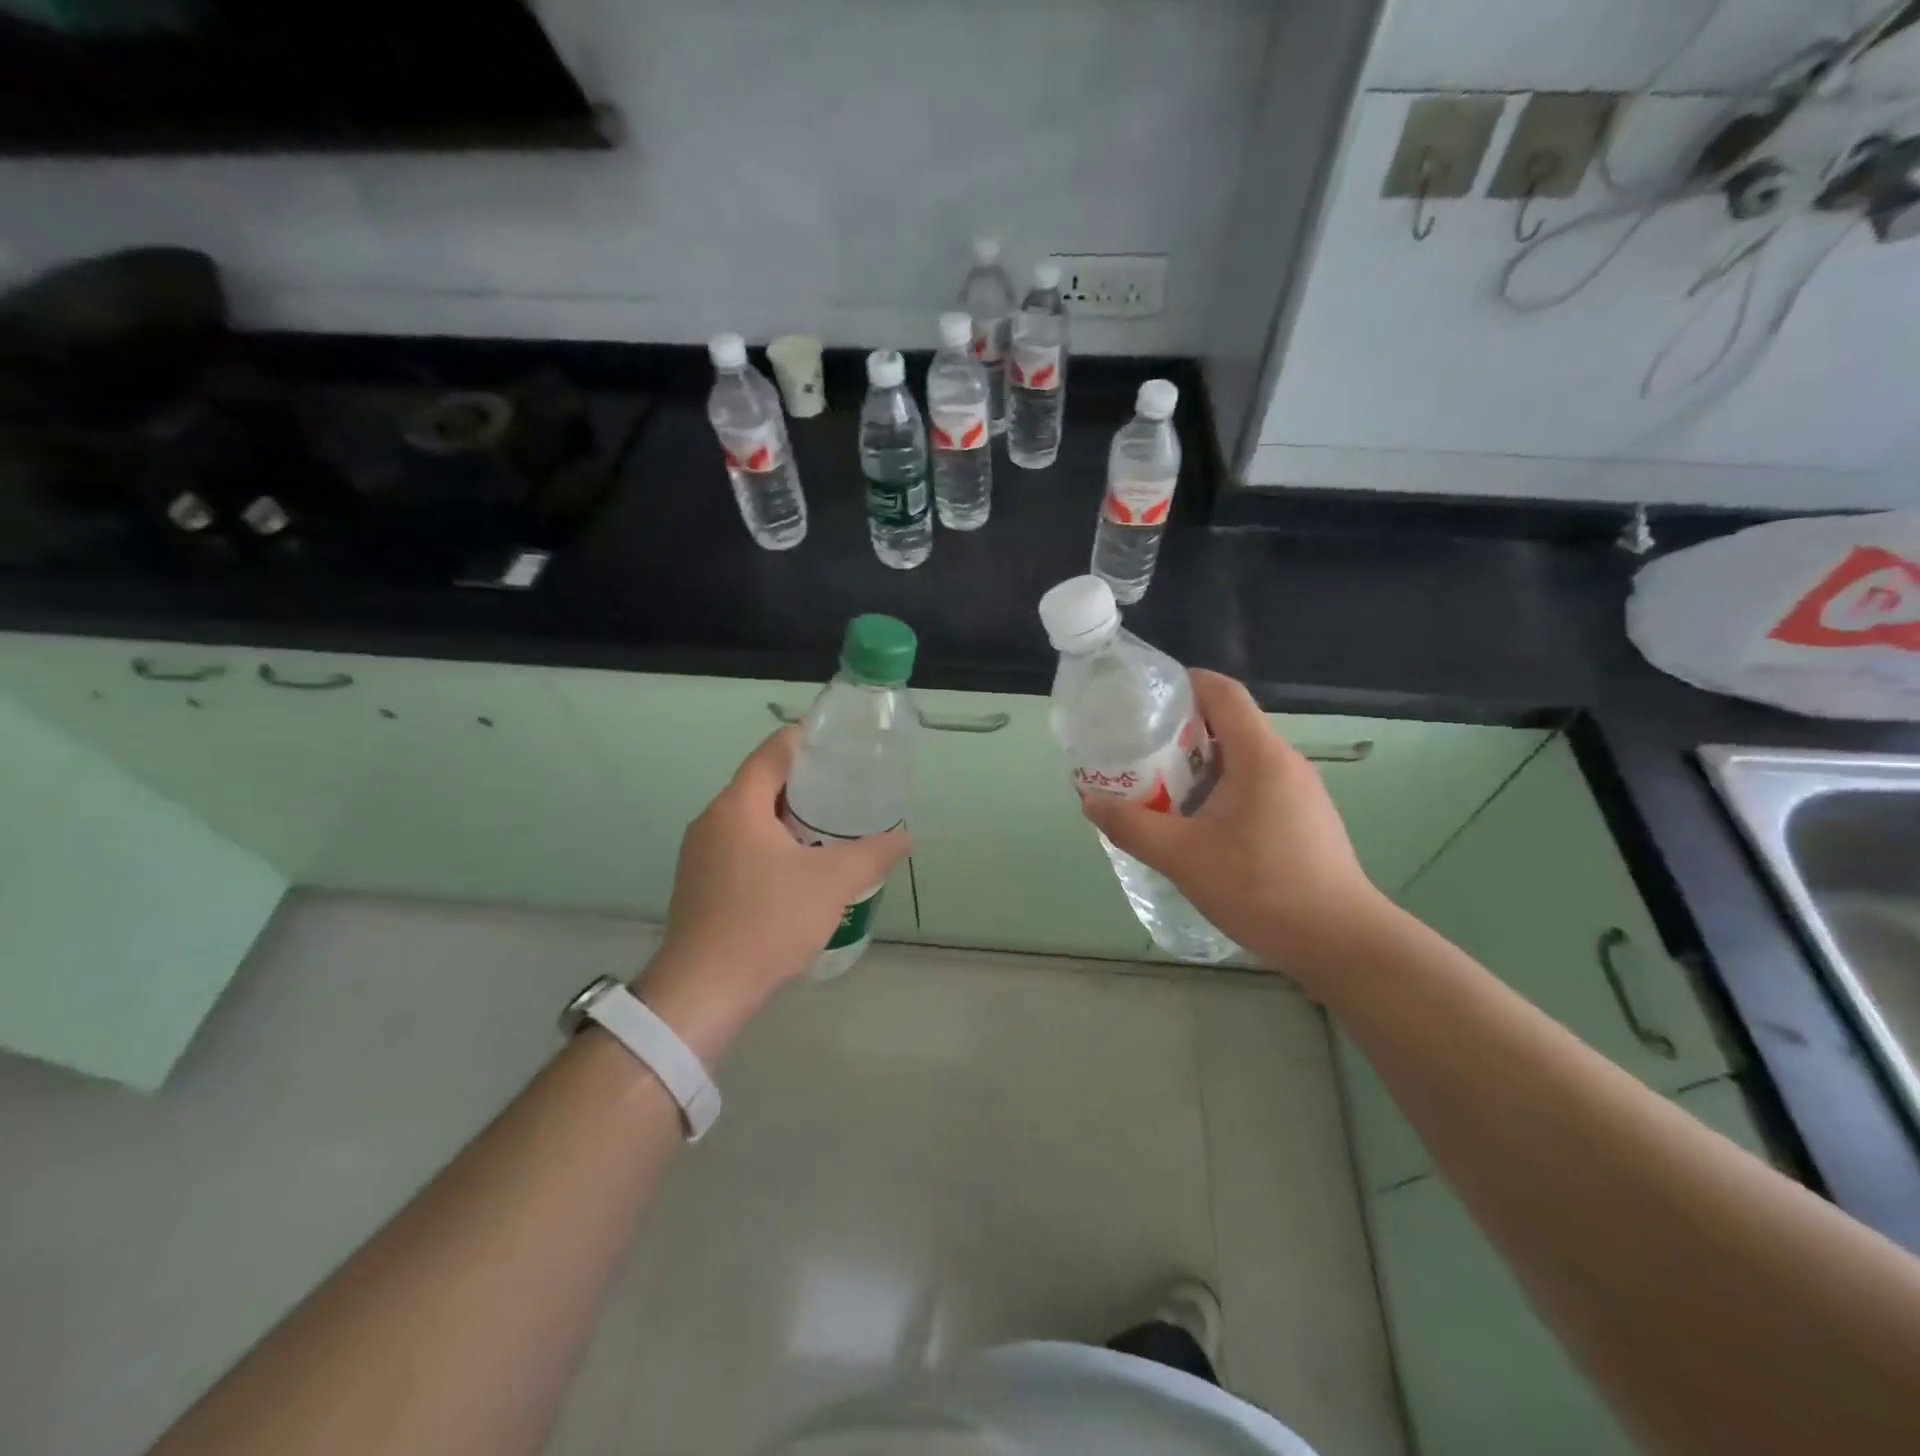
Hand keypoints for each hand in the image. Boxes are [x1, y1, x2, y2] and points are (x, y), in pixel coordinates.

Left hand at [636, 728, 909, 1060]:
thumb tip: (908, 836)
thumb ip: (872, 854)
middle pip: (761, 783)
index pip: (773, 751)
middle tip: (847, 787)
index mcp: (738, 806)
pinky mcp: (699, 883)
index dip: (807, 739)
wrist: (704, 990)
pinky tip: (799, 866)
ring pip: (751, 818)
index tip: (841, 742)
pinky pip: (740, 845)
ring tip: (831, 825)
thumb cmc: (768, 922)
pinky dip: (771, 843)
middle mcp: (712, 820)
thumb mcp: (832, 884)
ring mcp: (700, 853)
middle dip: (805, 782)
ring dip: (788, 816)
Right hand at [1079, 670, 1394, 986]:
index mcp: (1259, 754)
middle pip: (1227, 724)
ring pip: (1240, 760)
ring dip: (1198, 767)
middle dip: (1179, 733)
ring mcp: (1299, 792)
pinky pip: (1254, 787)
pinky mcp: (1304, 820)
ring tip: (1159, 791)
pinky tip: (1198, 827)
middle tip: (1137, 753)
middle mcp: (1284, 762)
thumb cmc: (1260, 886)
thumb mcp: (1181, 856)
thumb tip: (1090, 802)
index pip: (1222, 692)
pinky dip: (1220, 792)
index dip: (1183, 684)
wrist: (1340, 943)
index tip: (1143, 701)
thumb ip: (1131, 826)